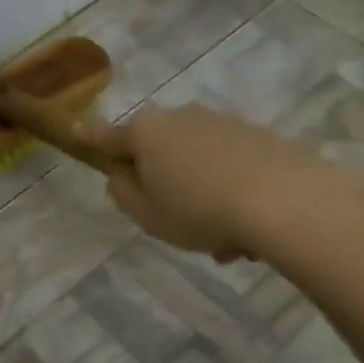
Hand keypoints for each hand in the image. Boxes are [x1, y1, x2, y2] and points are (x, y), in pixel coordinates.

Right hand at [84, 105, 318, 256]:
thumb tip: (121, 175)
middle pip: (160, 151)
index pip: (109, 137)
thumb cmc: (200, 210)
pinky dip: (232, 193)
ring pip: (198, 164)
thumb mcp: (147, 215)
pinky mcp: (259, 136)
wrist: (285, 200)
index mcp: (147, 133)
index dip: (91, 140)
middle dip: (164, 184)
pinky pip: (231, 167)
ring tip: (226, 244)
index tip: (78, 132)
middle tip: (176, 224)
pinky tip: (249, 233)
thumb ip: (123, 194)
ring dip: (202, 197)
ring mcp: (223, 124)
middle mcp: (183, 118)